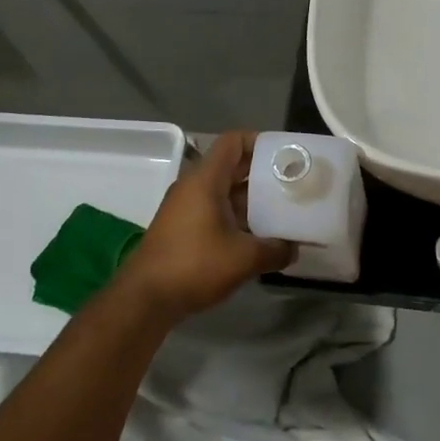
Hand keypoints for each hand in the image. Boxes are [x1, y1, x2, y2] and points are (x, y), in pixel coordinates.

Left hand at [118, 132, 294, 318]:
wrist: (145, 299)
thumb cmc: (194, 265)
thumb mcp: (244, 258)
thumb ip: (275, 250)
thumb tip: (294, 248)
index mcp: (206, 179)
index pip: (233, 141)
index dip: (260, 142)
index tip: (285, 156)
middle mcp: (194, 186)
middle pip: (232, 166)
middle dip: (262, 173)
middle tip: (292, 184)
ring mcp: (186, 208)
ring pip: (224, 191)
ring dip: (252, 199)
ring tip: (282, 211)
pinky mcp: (183, 228)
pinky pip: (215, 210)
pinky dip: (237, 217)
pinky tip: (258, 236)